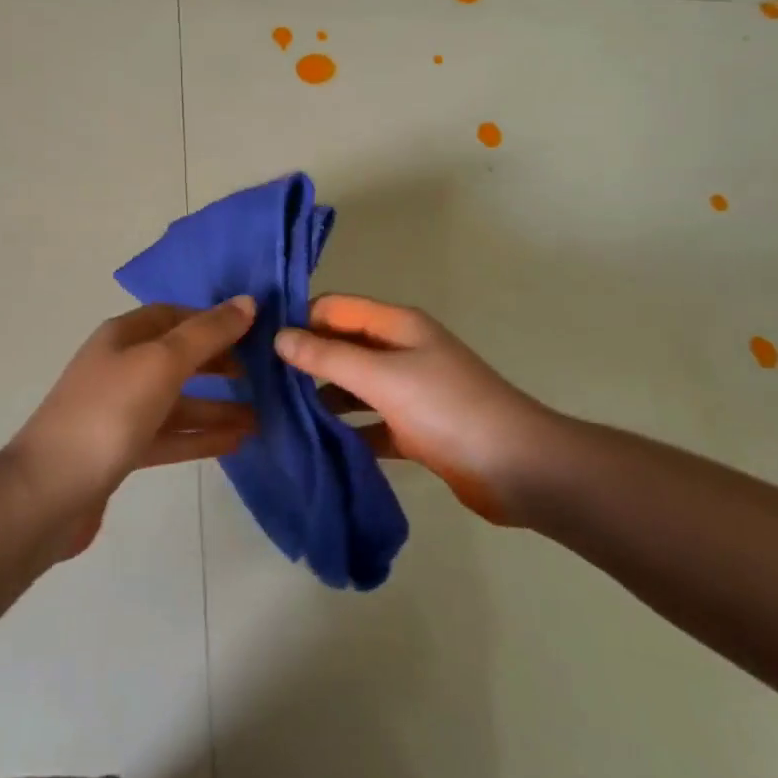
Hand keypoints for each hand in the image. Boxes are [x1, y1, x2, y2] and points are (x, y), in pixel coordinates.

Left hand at [8, 298, 257, 549]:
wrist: (48, 492)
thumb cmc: (108, 414)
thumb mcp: (162, 363)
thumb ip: (207, 334)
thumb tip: (247, 302)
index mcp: (123, 337)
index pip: (174, 316)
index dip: (212, 321)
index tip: (254, 333)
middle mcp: (120, 367)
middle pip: (177, 358)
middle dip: (218, 364)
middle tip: (262, 376)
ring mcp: (119, 411)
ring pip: (177, 401)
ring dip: (216, 406)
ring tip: (261, 416)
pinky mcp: (121, 451)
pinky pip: (170, 435)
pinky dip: (200, 436)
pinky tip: (236, 442)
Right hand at [274, 295, 565, 526]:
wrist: (519, 468)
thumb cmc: (448, 409)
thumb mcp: (382, 377)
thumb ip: (328, 357)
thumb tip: (279, 336)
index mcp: (397, 326)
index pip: (335, 308)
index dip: (299, 320)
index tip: (258, 344)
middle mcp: (401, 351)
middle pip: (342, 347)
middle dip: (305, 362)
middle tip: (259, 385)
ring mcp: (410, 392)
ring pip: (354, 387)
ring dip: (322, 398)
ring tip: (276, 417)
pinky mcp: (415, 429)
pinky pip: (370, 423)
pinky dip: (347, 431)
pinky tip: (315, 446)